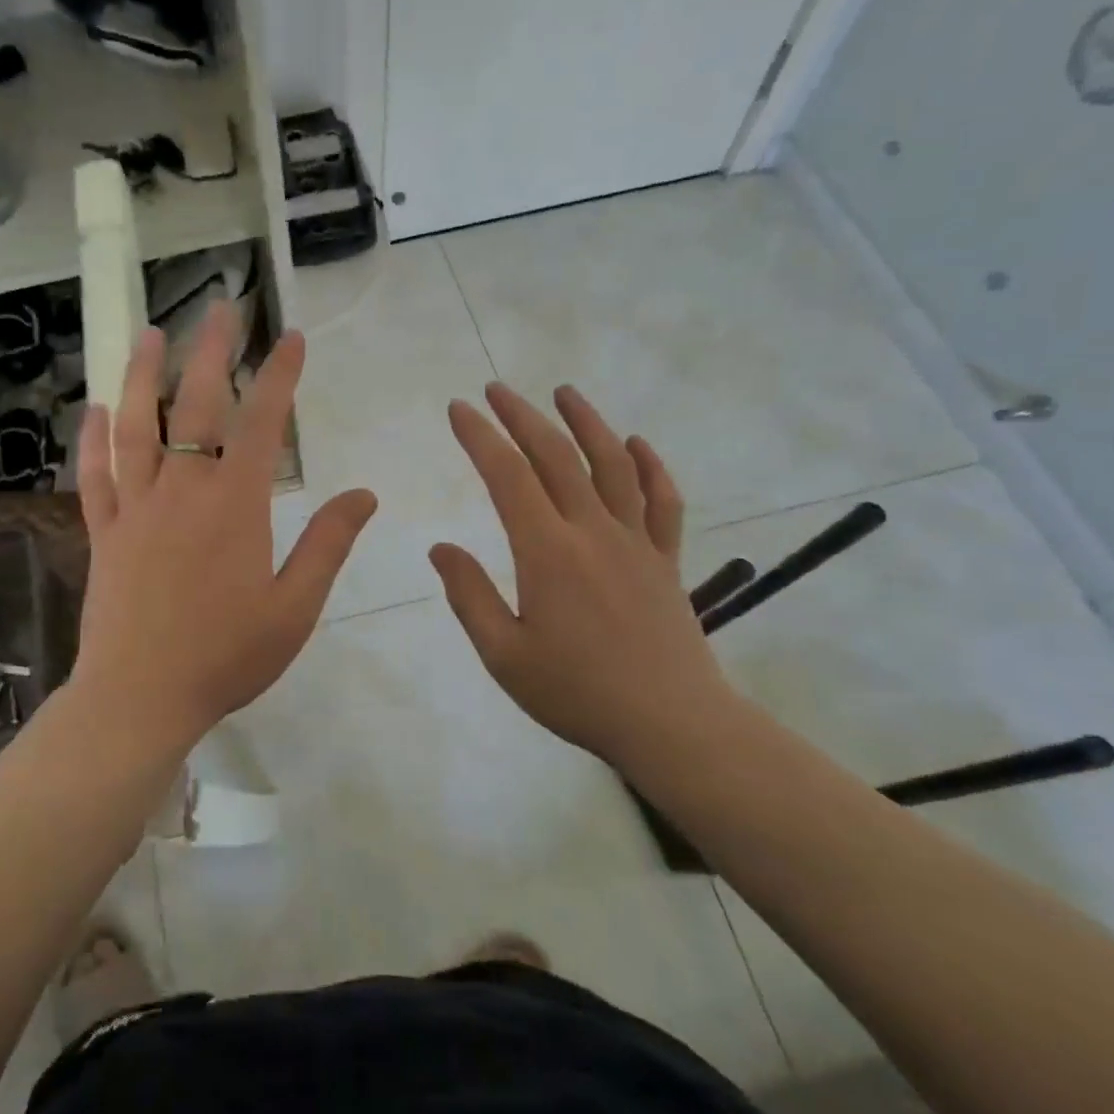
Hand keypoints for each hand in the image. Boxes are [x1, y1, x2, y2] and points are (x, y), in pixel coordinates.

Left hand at [70, 304, 376, 753]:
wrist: (140, 699)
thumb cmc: (226, 657)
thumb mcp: (295, 607)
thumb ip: (328, 544)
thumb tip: (364, 494)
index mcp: (234, 506)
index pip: (261, 423)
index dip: (280, 376)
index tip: (292, 338)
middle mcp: (181, 491)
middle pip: (195, 406)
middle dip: (212, 352)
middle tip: (220, 309)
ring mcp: (135, 509)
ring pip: (135, 427)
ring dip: (141, 376)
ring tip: (149, 334)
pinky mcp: (103, 533)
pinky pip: (95, 476)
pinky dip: (94, 440)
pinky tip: (94, 410)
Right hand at [429, 383, 733, 764]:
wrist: (671, 724)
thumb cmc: (577, 692)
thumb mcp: (504, 654)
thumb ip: (469, 595)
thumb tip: (441, 548)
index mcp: (547, 552)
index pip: (507, 476)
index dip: (480, 436)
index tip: (459, 409)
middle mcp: (593, 531)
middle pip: (556, 456)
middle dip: (522, 416)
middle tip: (497, 389)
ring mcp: (636, 541)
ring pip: (612, 464)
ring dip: (586, 422)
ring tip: (564, 393)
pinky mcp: (665, 559)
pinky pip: (662, 501)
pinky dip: (650, 466)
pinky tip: (636, 443)